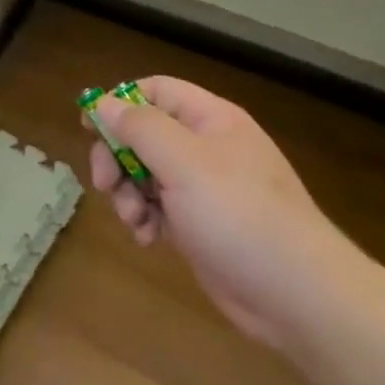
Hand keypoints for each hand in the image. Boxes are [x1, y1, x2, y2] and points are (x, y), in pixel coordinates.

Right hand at [89, 78, 353, 346]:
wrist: (295, 292)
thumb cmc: (238, 214)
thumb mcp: (184, 162)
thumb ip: (140, 128)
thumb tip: (104, 103)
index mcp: (210, 119)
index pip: (155, 91)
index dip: (120, 104)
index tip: (89, 129)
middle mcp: (206, 147)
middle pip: (144, 135)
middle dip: (118, 158)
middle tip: (104, 184)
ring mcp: (203, 188)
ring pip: (145, 174)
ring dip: (128, 194)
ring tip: (133, 220)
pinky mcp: (199, 224)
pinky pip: (158, 209)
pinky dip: (145, 220)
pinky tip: (148, 239)